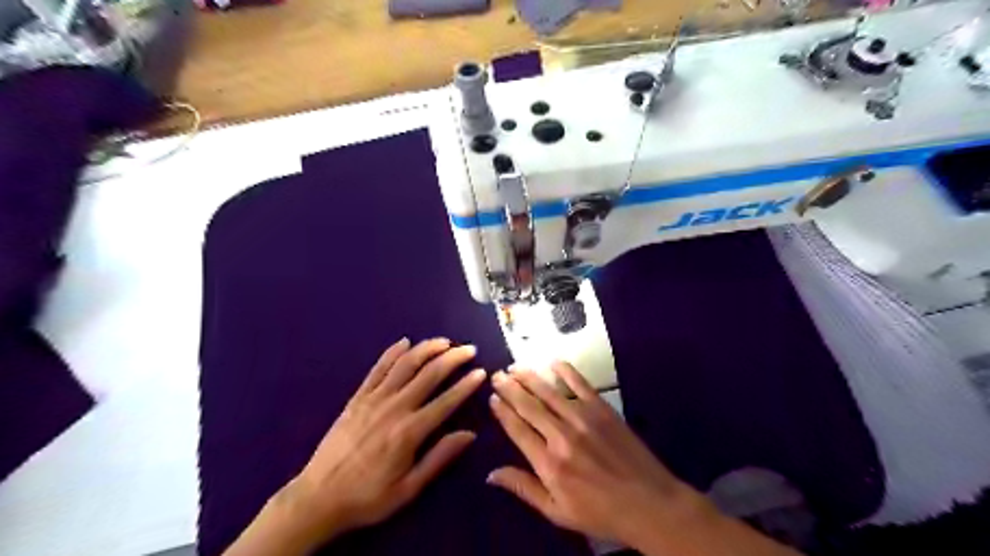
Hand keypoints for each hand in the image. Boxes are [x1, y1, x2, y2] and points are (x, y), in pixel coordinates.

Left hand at [226, 337, 486, 553]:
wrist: (319, 497)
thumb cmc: (369, 496)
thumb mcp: (409, 488)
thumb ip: (440, 458)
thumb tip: (470, 434)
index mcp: (410, 431)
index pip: (446, 401)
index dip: (466, 384)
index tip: (481, 372)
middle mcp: (395, 407)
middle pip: (429, 374)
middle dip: (453, 358)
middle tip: (469, 349)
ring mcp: (374, 399)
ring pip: (405, 364)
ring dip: (427, 349)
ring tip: (444, 341)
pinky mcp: (358, 397)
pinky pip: (378, 368)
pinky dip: (392, 352)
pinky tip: (405, 342)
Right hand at [485, 360, 802, 554]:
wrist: (649, 503)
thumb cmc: (600, 512)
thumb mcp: (557, 512)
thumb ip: (524, 489)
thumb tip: (491, 474)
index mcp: (548, 463)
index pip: (517, 429)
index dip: (502, 412)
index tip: (492, 398)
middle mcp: (561, 435)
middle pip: (529, 405)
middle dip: (510, 388)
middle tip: (497, 374)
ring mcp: (583, 418)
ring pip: (549, 391)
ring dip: (530, 377)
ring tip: (515, 367)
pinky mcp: (602, 409)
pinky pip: (580, 384)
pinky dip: (566, 371)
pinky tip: (553, 362)